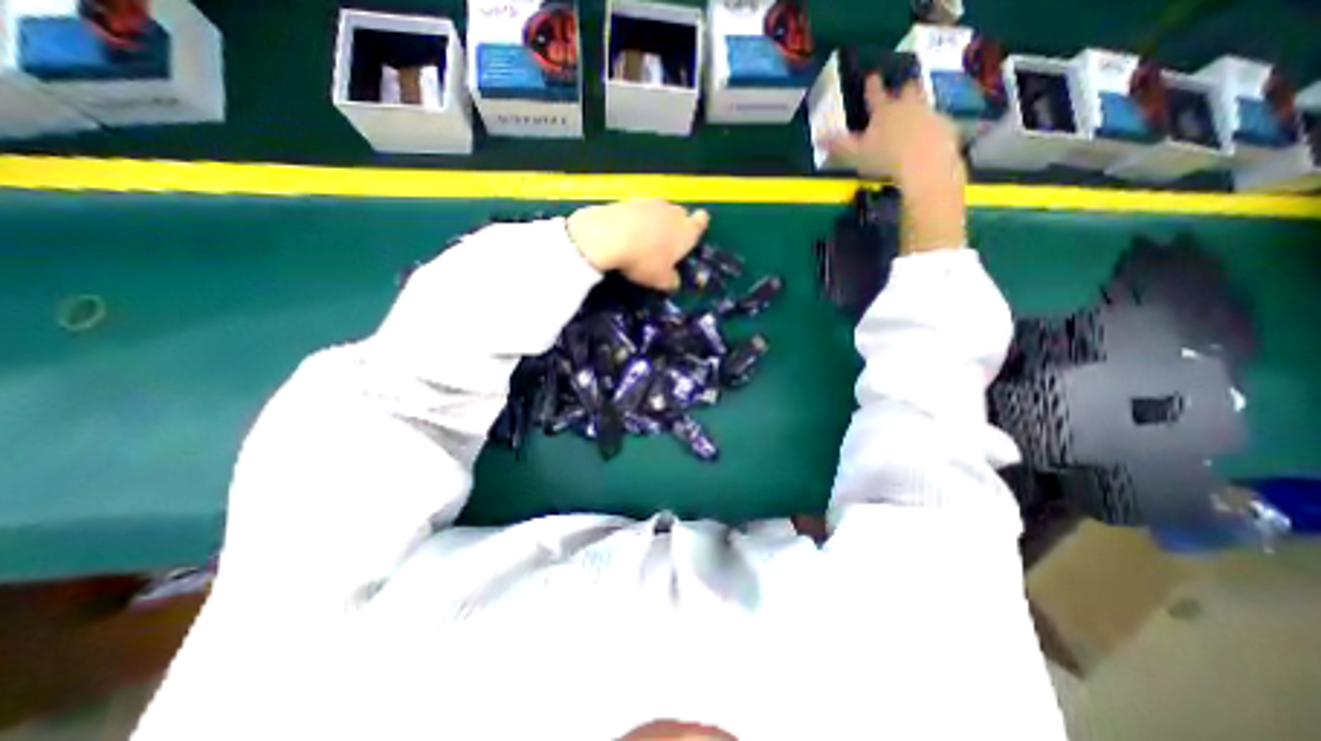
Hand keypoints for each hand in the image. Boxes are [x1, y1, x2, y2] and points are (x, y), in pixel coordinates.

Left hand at [566, 200, 711, 290]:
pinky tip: (625, 234)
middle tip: (665, 244)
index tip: (692, 233)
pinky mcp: (629, 200)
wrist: (609, 236)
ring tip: (643, 240)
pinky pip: (638, 211)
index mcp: (686, 231)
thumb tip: (673, 281)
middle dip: (674, 226)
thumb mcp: (660, 280)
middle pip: (679, 215)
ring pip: (658, 211)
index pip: (701, 222)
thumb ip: (671, 280)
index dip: (698, 226)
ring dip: (654, 222)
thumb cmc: (644, 260)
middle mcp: (672, 212)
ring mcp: (650, 202)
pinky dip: (635, 220)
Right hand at [822, 75, 967, 255]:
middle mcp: (909, 106)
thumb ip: (838, 146)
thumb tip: (818, 139)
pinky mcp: (945, 127)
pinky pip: (937, 123)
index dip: (872, 85)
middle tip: (901, 91)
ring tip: (913, 116)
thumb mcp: (855, 155)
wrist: (926, 164)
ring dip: (918, 107)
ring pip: (924, 104)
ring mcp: (930, 114)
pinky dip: (931, 128)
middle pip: (907, 89)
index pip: (875, 93)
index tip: (872, 77)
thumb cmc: (885, 158)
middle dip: (903, 89)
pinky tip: (927, 140)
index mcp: (884, 110)